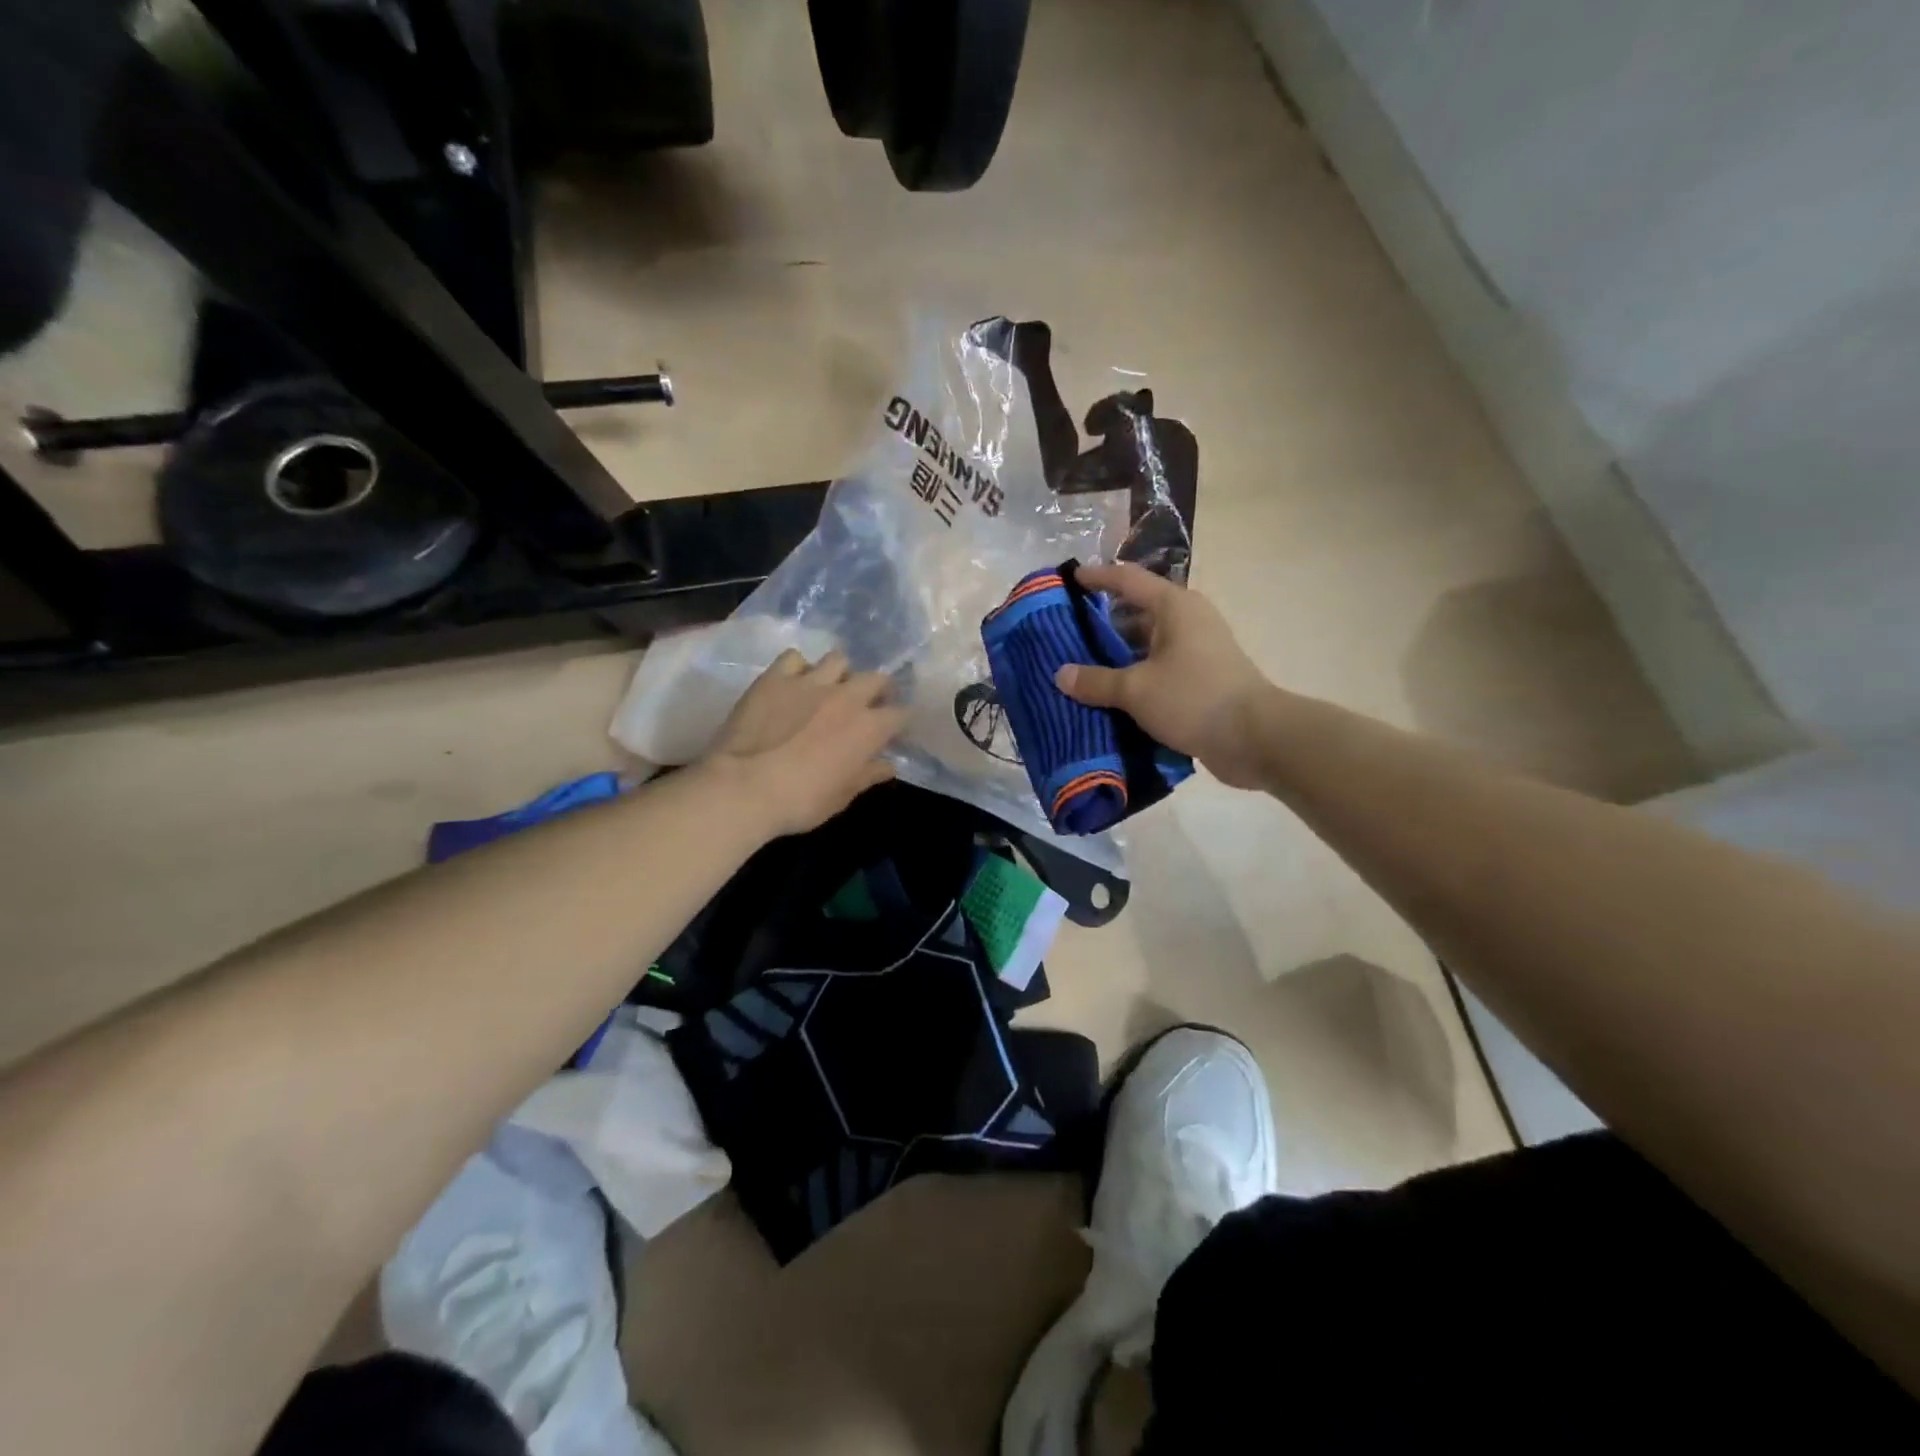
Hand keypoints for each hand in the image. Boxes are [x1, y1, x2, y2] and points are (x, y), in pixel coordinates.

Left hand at [705, 648, 906, 836]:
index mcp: (869, 727)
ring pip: (838, 659)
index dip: (900, 722)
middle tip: (867, 705)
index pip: (901, 714)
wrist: (744, 787)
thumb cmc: (801, 801)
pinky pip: (794, 658)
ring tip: (830, 688)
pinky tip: (793, 683)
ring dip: (840, 673)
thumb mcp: (842, 797)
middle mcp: (847, 696)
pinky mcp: (775, 677)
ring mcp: (810, 682)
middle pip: (876, 678)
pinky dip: (798, 668)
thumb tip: (888, 765)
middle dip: (878, 689)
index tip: (893, 732)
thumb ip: (868, 775)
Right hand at [1055, 563, 1273, 788]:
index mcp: (1174, 607)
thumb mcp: (1136, 689)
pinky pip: (1158, 672)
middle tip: (1066, 634)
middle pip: (1137, 614)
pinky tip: (1109, 697)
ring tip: (1080, 669)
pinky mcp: (1201, 681)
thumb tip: (1061, 675)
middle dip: (1102, 624)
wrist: (1255, 738)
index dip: (1098, 577)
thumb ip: (1096, 681)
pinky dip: (1135, 680)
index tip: (1070, 578)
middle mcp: (1187, 622)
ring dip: (1117, 658)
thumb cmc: (1194, 698)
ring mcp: (1197, 652)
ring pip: (1147, 647)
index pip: (1128, 580)